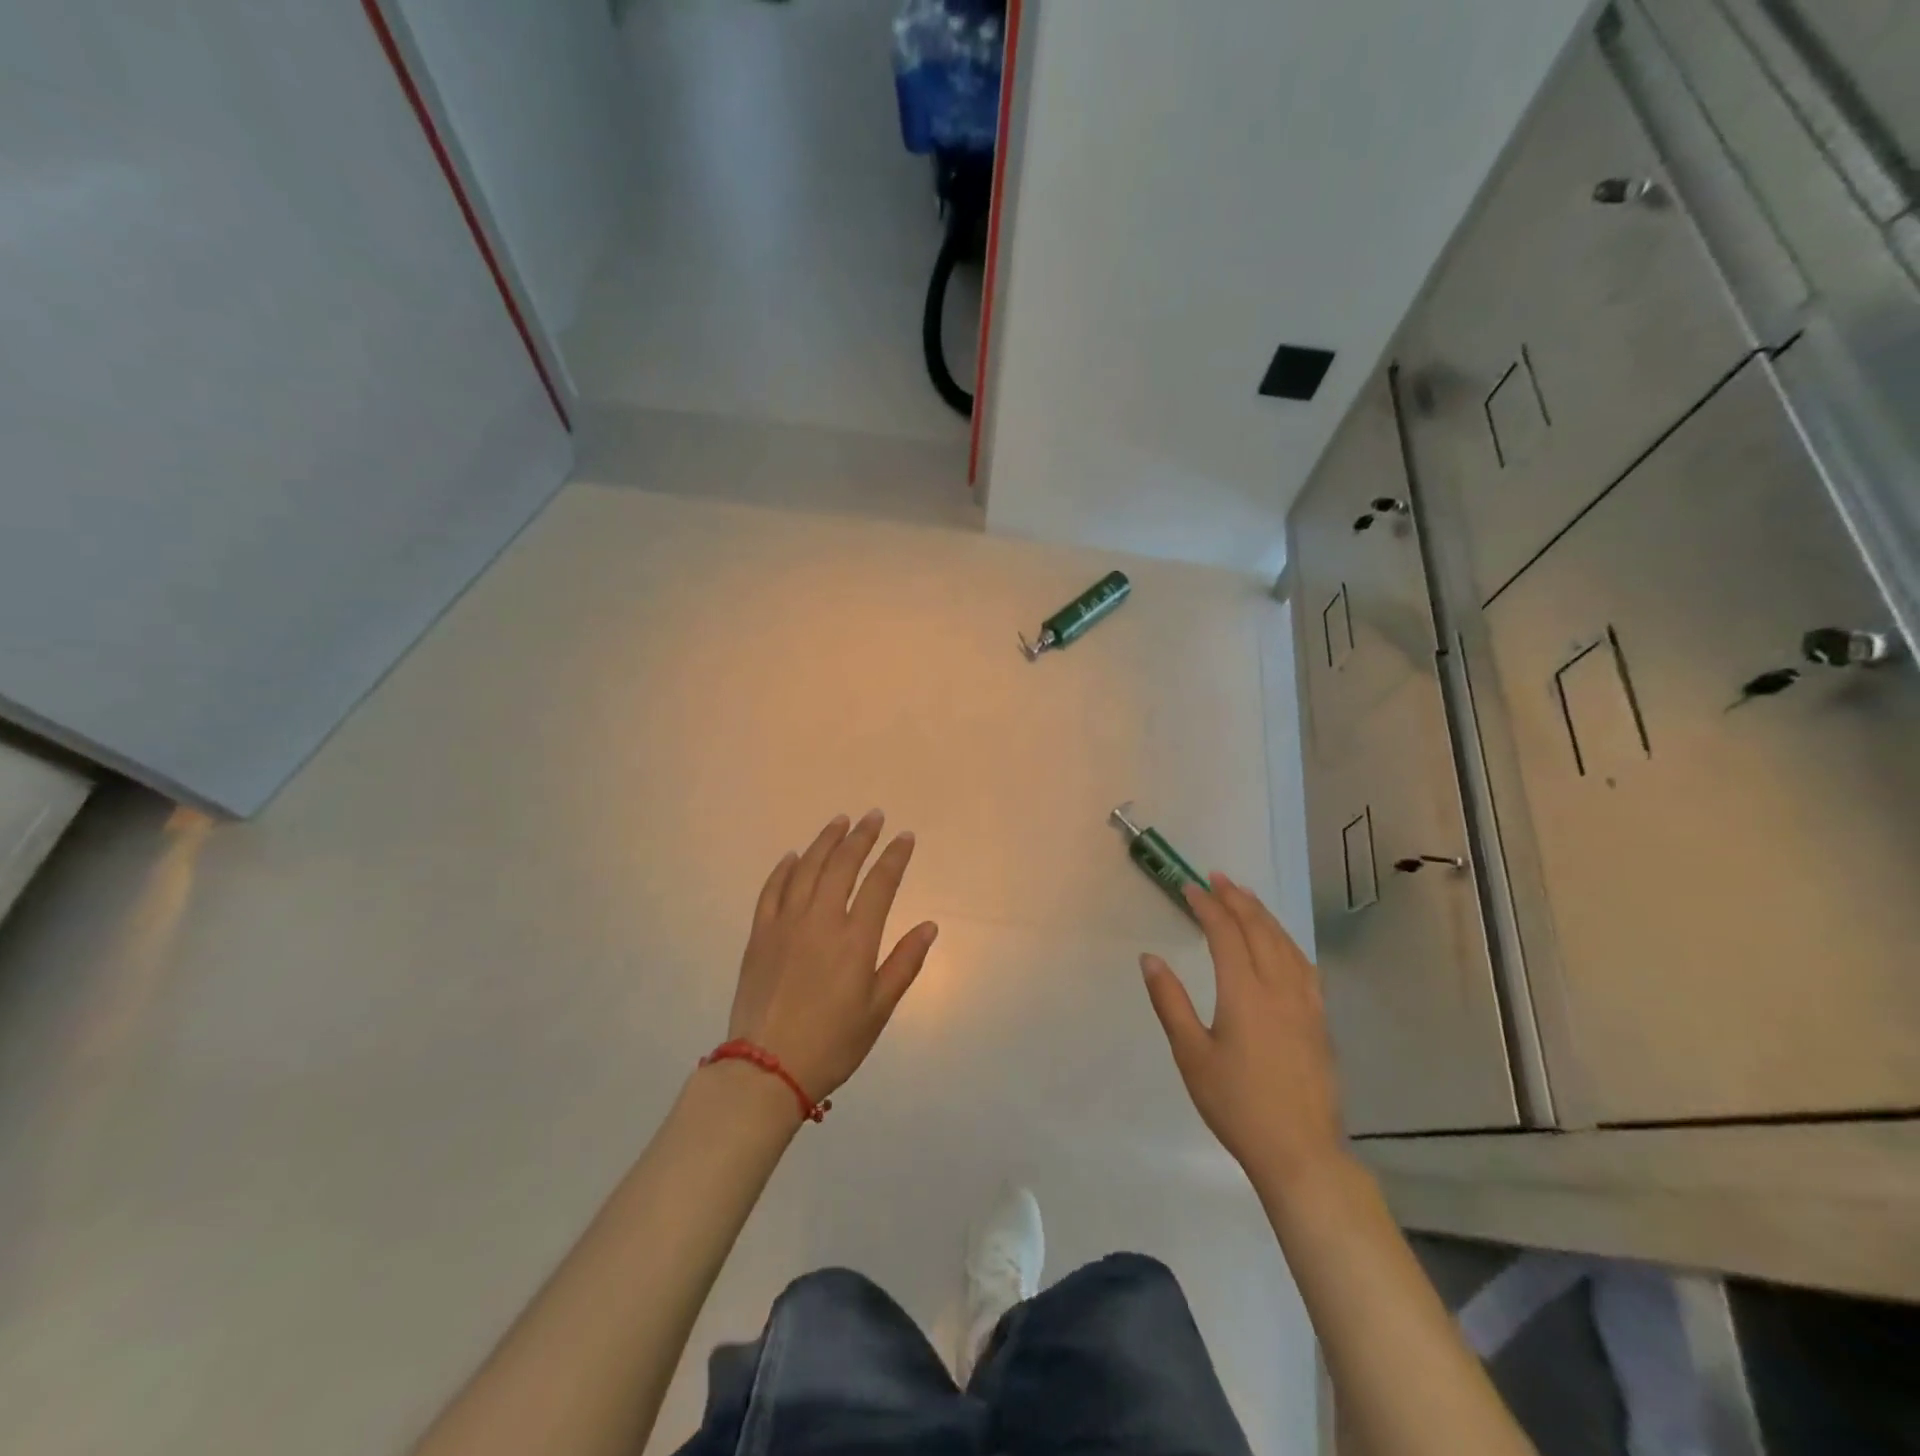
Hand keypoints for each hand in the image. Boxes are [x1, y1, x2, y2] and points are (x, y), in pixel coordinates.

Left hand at [725, 811, 938, 1105]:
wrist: (766, 1068)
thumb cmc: (832, 1043)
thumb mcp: (878, 1009)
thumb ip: (904, 963)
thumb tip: (929, 926)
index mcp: (856, 939)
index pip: (881, 884)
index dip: (895, 856)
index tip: (905, 837)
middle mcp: (821, 920)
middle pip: (843, 865)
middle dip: (861, 837)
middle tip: (873, 816)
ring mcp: (786, 924)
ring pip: (807, 868)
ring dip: (825, 841)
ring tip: (839, 822)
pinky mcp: (759, 935)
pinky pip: (772, 890)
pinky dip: (784, 868)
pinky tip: (793, 856)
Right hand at [1141, 873, 1346, 1194]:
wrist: (1299, 1152)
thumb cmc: (1236, 1104)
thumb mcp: (1191, 1054)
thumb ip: (1170, 1002)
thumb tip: (1150, 959)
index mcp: (1244, 993)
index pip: (1226, 935)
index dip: (1207, 907)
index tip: (1190, 887)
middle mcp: (1279, 988)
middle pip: (1259, 930)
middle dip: (1237, 900)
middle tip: (1217, 878)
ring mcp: (1305, 1003)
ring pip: (1285, 943)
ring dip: (1263, 915)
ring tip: (1246, 897)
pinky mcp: (1319, 1020)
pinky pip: (1304, 965)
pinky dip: (1287, 941)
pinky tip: (1281, 942)